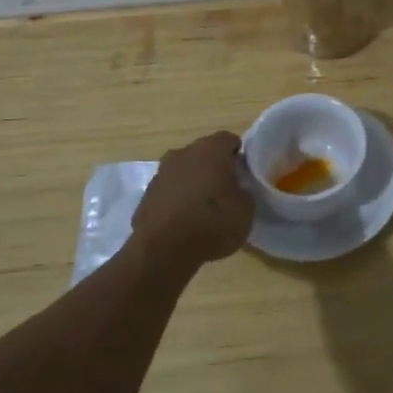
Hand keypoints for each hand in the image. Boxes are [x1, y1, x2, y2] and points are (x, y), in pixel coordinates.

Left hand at [130, 131, 254, 268]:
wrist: (162, 252)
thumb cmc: (212, 223)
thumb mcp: (246, 210)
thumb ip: (244, 191)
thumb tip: (237, 189)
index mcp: (210, 149)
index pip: (229, 140)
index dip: (239, 155)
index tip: (245, 174)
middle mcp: (183, 153)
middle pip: (204, 153)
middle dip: (215, 167)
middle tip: (227, 190)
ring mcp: (160, 174)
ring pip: (184, 171)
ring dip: (194, 183)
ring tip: (205, 208)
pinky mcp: (145, 196)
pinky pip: (169, 191)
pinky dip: (178, 200)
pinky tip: (185, 221)